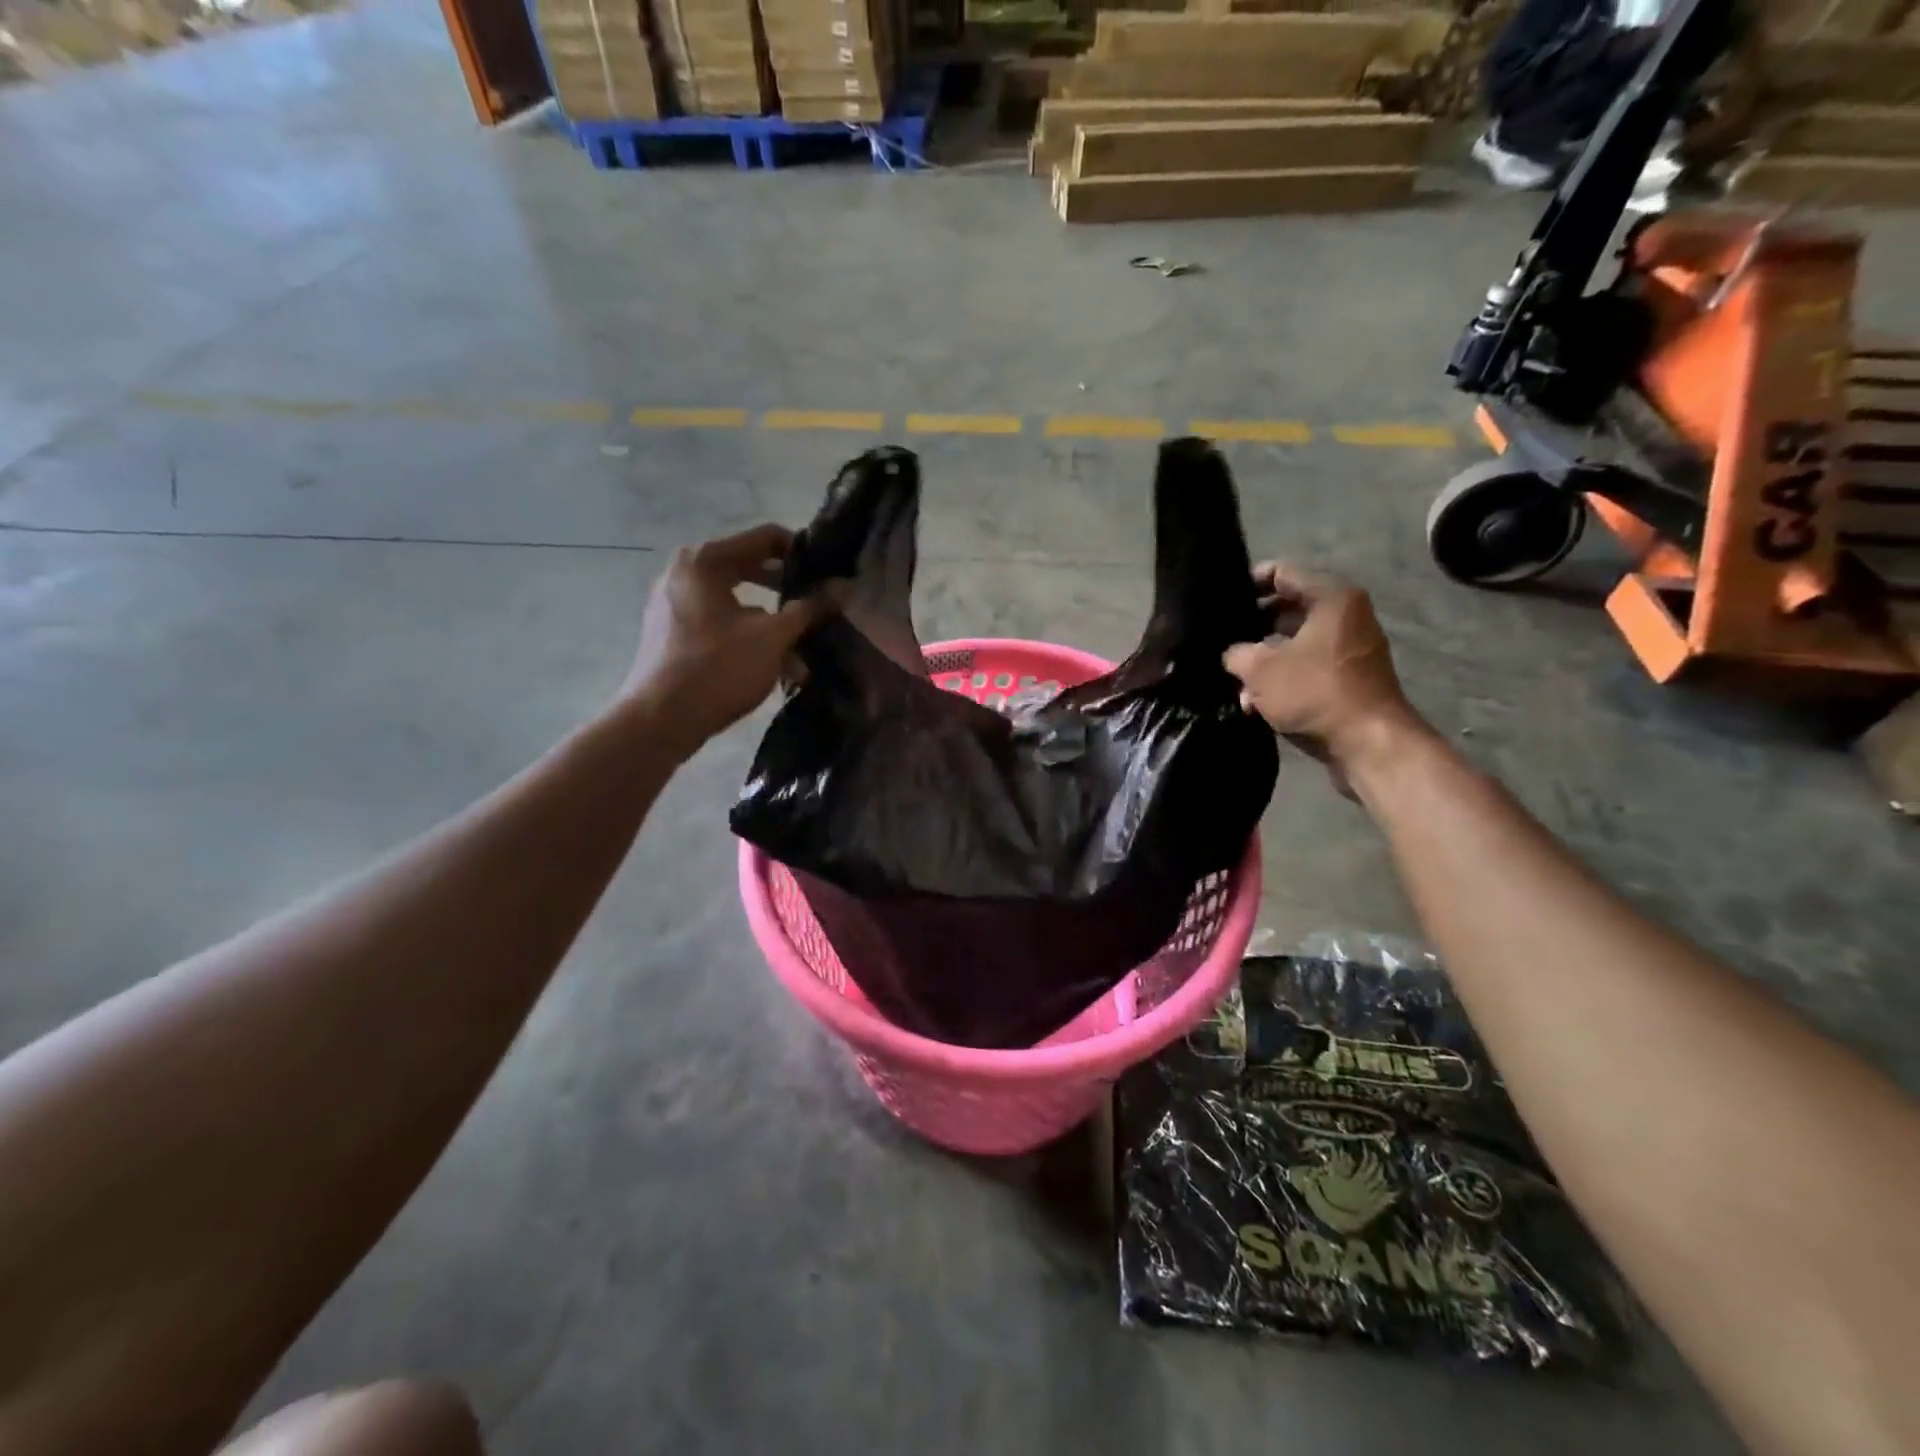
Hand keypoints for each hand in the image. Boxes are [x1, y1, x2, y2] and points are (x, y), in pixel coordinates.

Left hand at [624, 524, 836, 754]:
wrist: (660, 721)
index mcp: (704, 560)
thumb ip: (809, 609)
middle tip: (821, 606)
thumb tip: (844, 588)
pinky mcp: (672, 633)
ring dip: (772, 622)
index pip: (765, 537)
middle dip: (788, 591)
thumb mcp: (773, 637)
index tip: (829, 574)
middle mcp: (684, 573)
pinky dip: (748, 637)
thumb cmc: (718, 668)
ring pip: (736, 602)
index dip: (803, 553)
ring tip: (804, 648)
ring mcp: (674, 604)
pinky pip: (720, 623)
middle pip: (749, 568)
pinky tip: (778, 666)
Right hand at [1222, 565, 1421, 786]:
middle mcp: (1346, 616)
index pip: (1282, 573)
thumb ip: (1236, 653)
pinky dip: (1282, 680)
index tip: (1220, 603)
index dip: (1247, 583)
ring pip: (1294, 643)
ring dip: (1263, 660)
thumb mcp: (1260, 669)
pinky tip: (1254, 703)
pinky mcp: (1348, 679)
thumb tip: (1232, 655)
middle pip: (1287, 609)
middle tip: (1221, 641)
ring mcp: (1349, 649)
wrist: (1369, 743)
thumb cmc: (1315, 692)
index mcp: (1331, 598)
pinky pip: (1306, 668)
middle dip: (1252, 628)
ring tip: (1233, 679)